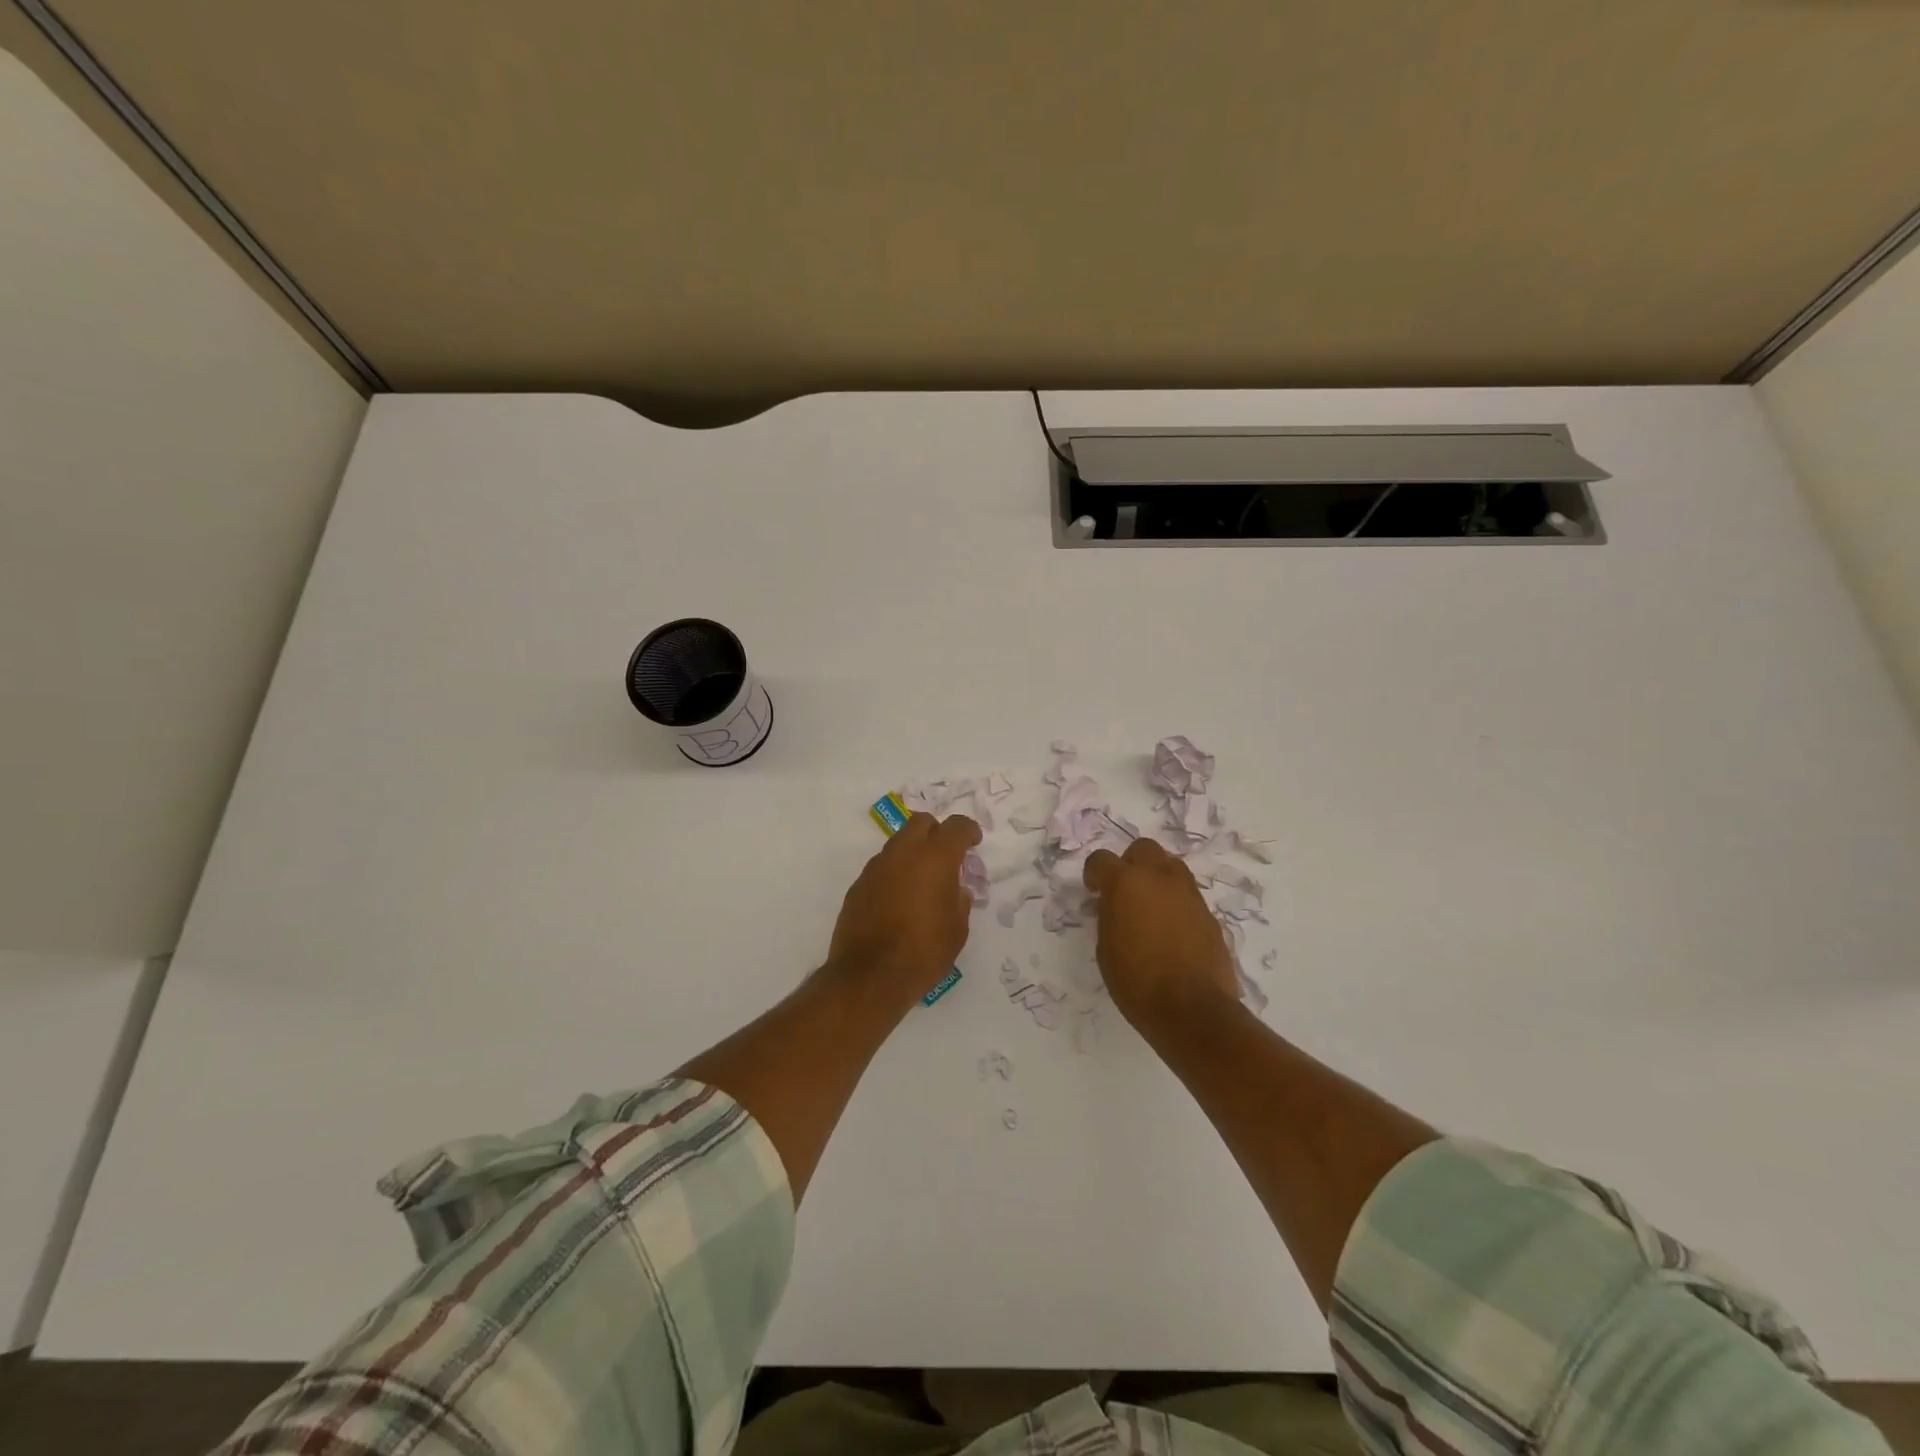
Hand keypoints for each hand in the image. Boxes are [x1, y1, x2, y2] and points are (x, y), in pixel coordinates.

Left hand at [827, 813, 981, 1014]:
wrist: (869, 976)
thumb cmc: (923, 952)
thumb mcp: (957, 930)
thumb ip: (960, 901)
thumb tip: (955, 890)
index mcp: (935, 858)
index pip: (956, 827)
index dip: (968, 830)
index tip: (974, 841)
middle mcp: (903, 853)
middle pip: (921, 823)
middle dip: (937, 832)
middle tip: (947, 855)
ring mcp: (876, 867)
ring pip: (898, 843)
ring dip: (913, 853)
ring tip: (922, 882)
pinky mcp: (858, 885)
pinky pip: (882, 868)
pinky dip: (894, 874)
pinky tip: (899, 900)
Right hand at [1083, 839, 1240, 1030]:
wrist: (1190, 1008)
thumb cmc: (1135, 981)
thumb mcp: (1106, 947)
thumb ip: (1110, 916)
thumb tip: (1117, 907)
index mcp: (1125, 883)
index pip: (1101, 859)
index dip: (1094, 873)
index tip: (1094, 891)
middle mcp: (1158, 878)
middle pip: (1143, 849)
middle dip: (1131, 864)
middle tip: (1125, 891)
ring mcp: (1188, 893)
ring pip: (1171, 867)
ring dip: (1158, 878)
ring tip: (1151, 907)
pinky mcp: (1209, 913)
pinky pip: (1188, 896)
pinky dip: (1177, 903)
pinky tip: (1172, 931)